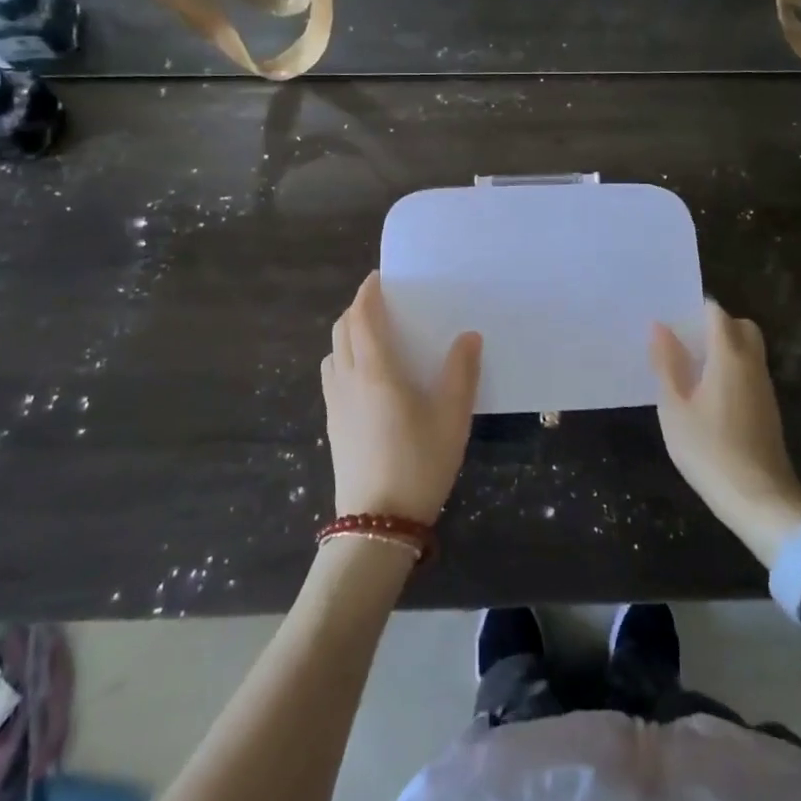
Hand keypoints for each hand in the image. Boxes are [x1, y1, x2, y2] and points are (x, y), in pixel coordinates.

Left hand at [321, 273, 481, 522]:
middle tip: (382, 304)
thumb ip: (461, 372)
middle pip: (342, 330)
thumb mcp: (452, 417)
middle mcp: (348, 379)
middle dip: (358, 309)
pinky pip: (332, 376)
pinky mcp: (332, 425)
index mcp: (375, 371)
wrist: (379, 522)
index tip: (379, 278)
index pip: (363, 317)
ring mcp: (335, 404)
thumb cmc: (420, 462)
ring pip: (333, 353)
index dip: (368, 292)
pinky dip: (344, 359)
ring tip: (374, 337)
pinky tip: (366, 377)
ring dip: (348, 334)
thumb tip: (468, 335)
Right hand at [651, 302, 800, 565]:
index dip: (695, 309)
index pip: (717, 313)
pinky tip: (706, 393)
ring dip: (723, 348)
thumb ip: (667, 364)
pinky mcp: (767, 409)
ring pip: (748, 350)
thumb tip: (660, 327)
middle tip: (685, 341)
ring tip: (689, 366)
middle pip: (741, 326)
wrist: (759, 500)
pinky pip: (749, 372)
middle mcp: (752, 364)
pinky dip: (731, 369)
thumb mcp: (675, 408)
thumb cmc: (709, 450)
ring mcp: (764, 387)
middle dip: (715, 325)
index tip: (672, 317)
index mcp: (729, 357)